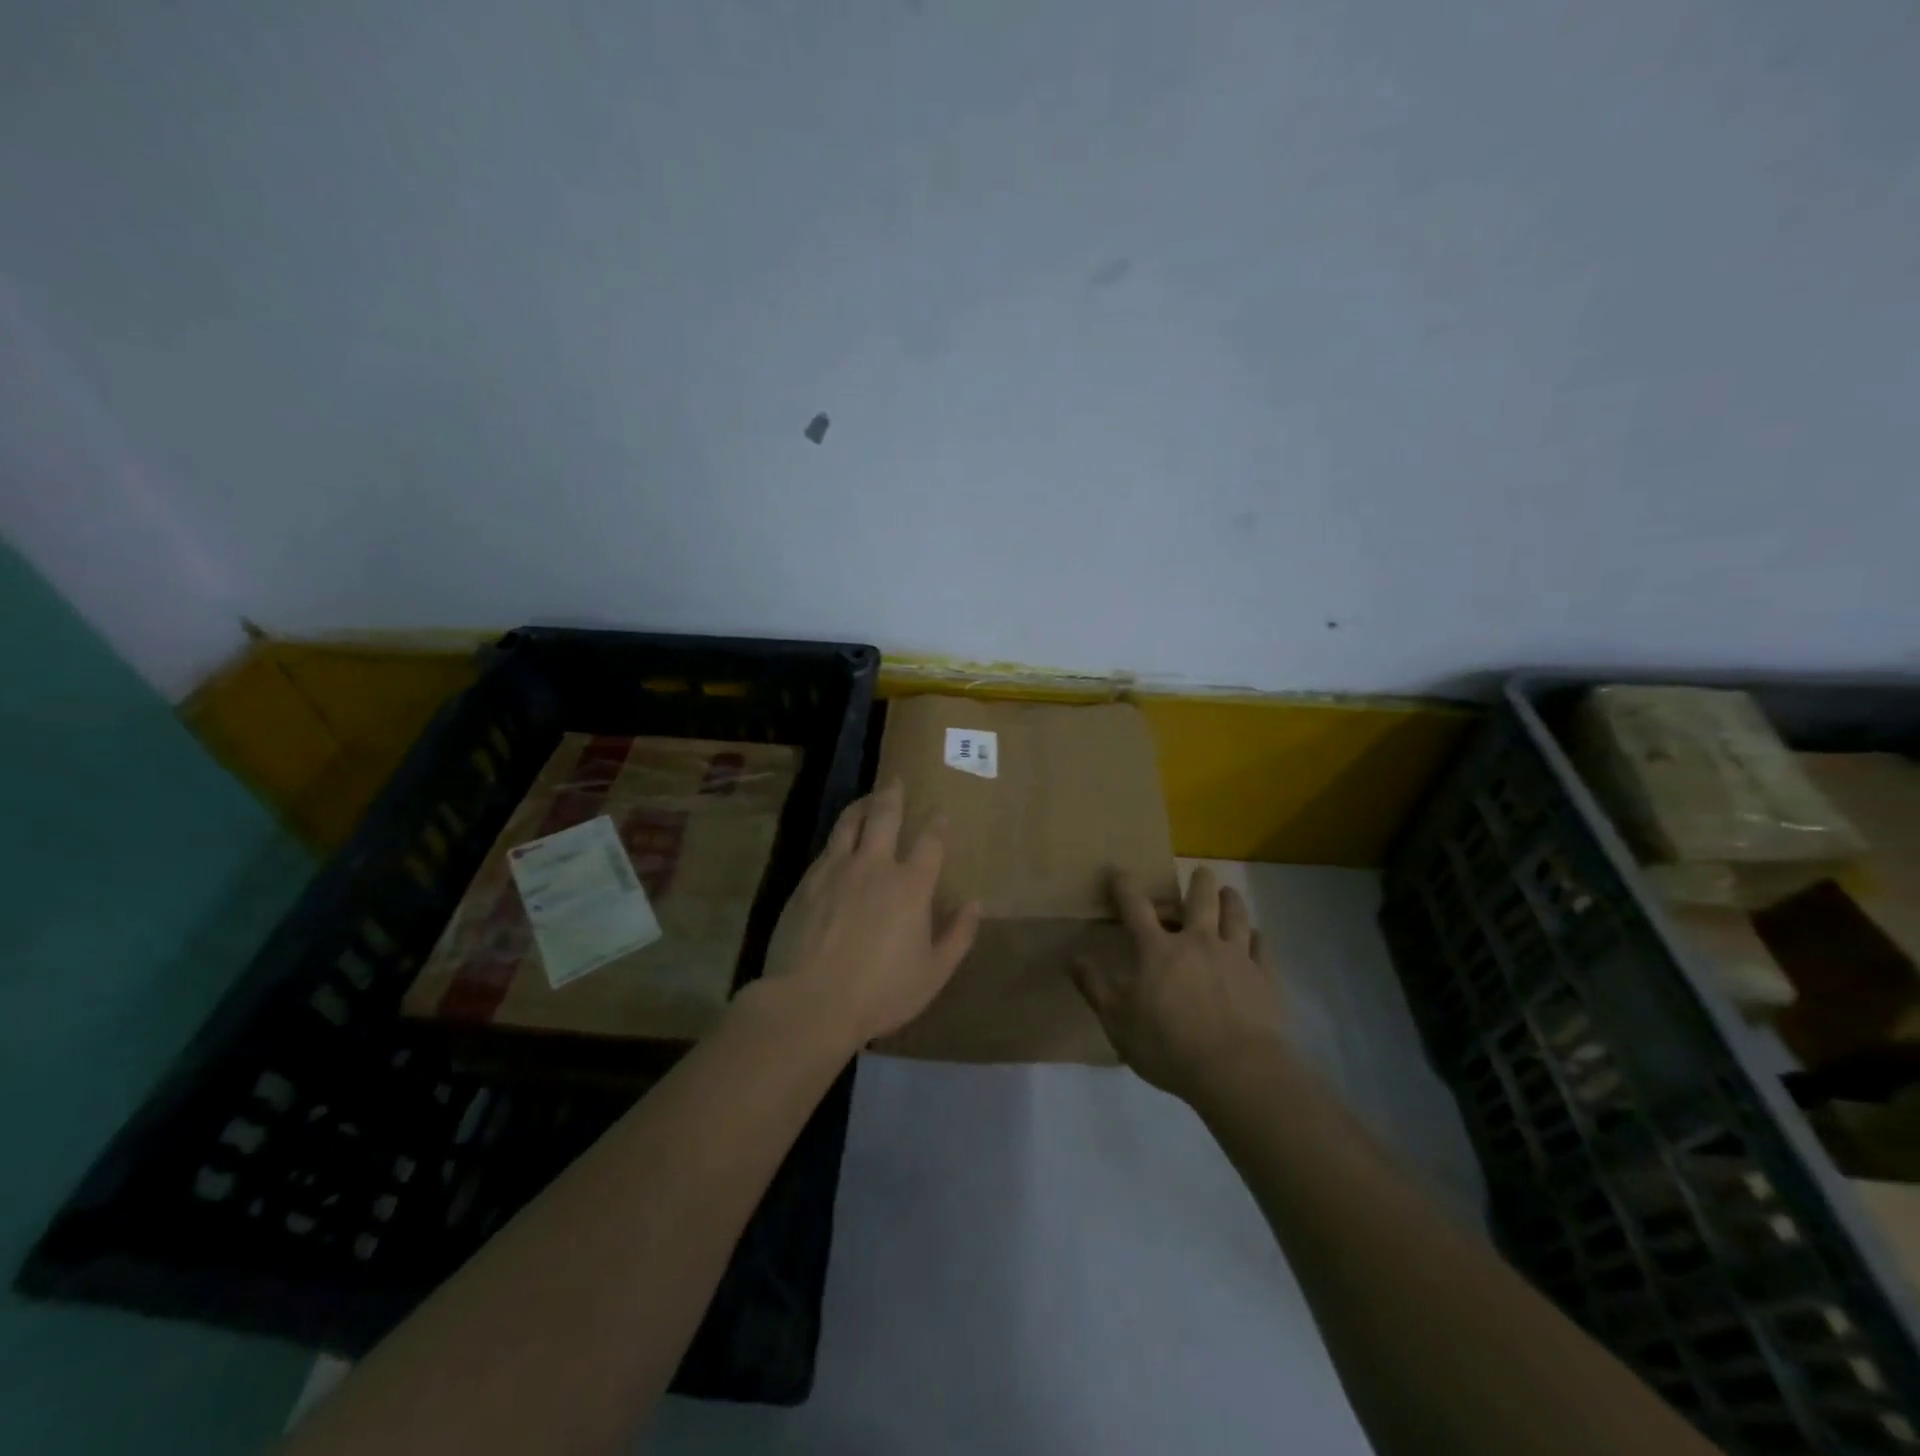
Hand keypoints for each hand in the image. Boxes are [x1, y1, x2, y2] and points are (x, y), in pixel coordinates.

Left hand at [755, 779, 981, 1048]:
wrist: (810, 1002)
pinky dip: (839, 837)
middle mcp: (874, 866)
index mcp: (910, 886)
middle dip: (893, 795)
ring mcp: (836, 870)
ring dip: (861, 805)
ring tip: (867, 799)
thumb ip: (958, 936)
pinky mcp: (807, 882)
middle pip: (885, 816)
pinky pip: (826, 848)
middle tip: (896, 780)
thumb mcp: (933, 974)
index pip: (930, 842)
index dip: (938, 825)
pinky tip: (839, 842)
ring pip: (849, 823)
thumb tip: (976, 904)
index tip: (941, 813)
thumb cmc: (880, 992)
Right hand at [1068, 865, 1286, 1102]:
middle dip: (1199, 881)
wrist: (1235, 1071)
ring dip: (1231, 900)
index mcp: (1157, 949)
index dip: (1124, 886)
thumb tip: (1072, 959)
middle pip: (1200, 899)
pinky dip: (1257, 938)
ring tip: (1229, 893)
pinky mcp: (1263, 976)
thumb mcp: (1117, 1022)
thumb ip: (1095, 988)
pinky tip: (1256, 937)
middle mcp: (1197, 941)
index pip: (1135, 907)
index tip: (1119, 873)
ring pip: (1236, 915)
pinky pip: (1262, 947)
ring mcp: (1235, 956)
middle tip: (1201, 872)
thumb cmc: (1167, 1046)